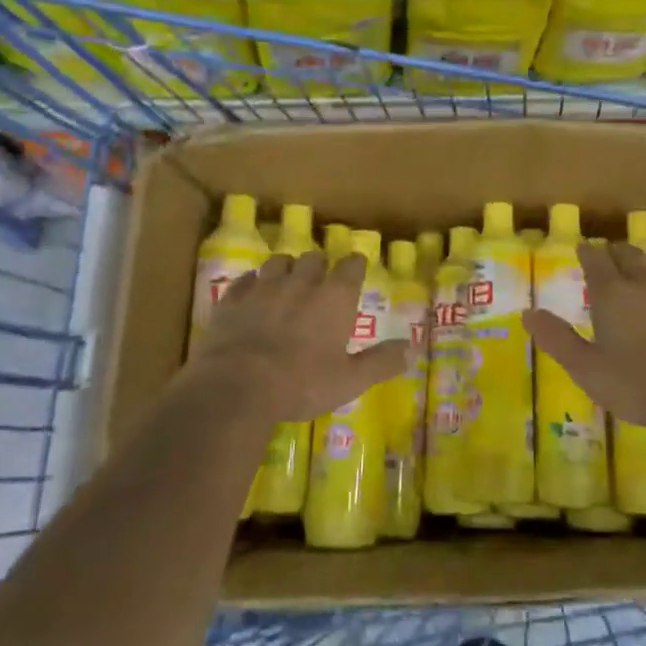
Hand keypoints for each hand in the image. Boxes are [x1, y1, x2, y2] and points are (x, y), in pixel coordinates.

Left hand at [196, 251, 409, 422]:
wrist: (237, 387)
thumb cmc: (302, 384)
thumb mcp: (350, 381)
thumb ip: (381, 362)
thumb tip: (412, 349)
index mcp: (334, 297)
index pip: (351, 265)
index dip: (355, 265)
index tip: (356, 270)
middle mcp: (302, 282)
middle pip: (314, 258)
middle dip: (319, 266)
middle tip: (320, 283)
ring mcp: (264, 287)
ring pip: (278, 262)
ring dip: (286, 269)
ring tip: (287, 283)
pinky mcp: (233, 299)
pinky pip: (245, 280)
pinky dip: (251, 284)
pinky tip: (252, 294)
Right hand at [523, 241, 645, 442]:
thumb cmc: (637, 385)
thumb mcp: (586, 368)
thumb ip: (557, 339)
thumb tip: (527, 312)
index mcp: (613, 294)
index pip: (597, 260)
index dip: (587, 252)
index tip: (582, 248)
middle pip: (629, 255)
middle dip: (615, 252)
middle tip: (608, 254)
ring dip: (644, 262)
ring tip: (639, 266)